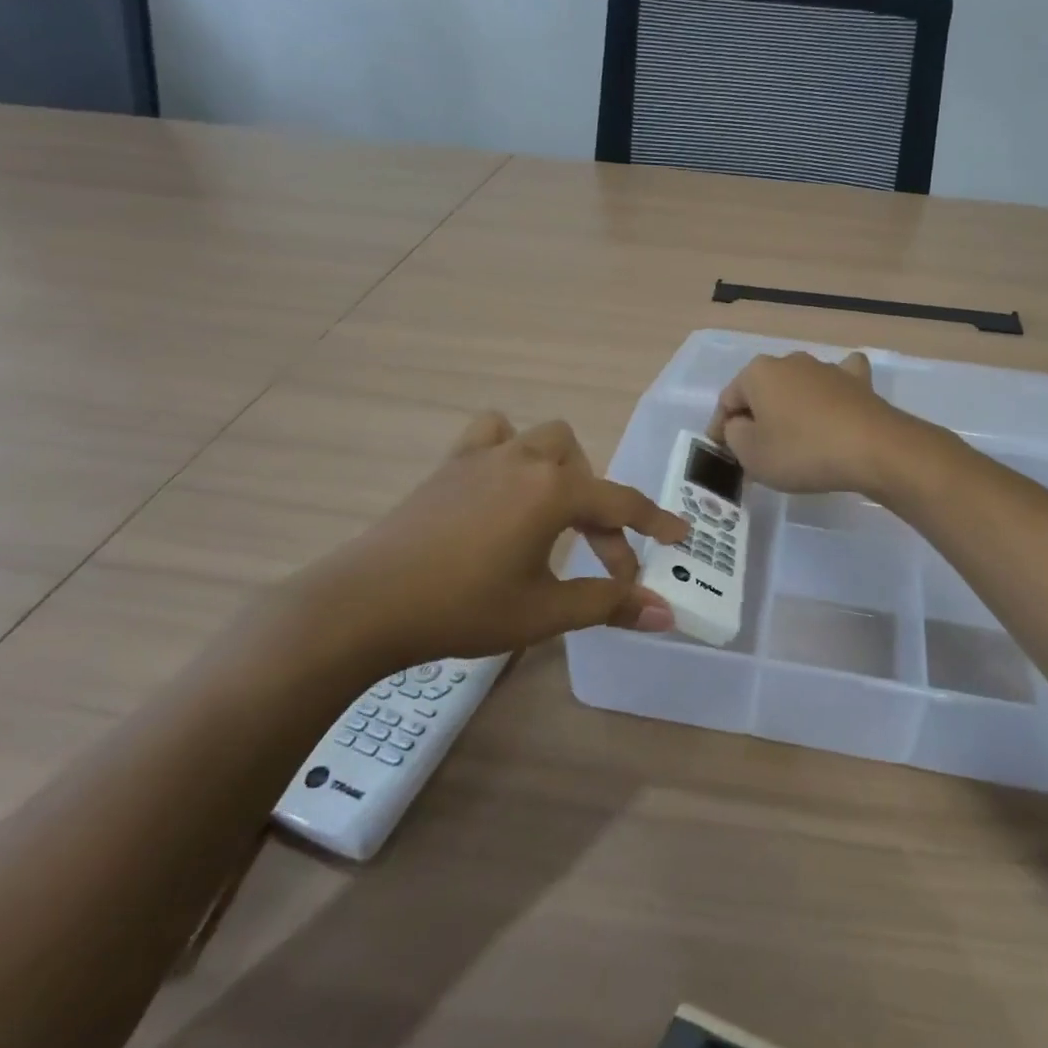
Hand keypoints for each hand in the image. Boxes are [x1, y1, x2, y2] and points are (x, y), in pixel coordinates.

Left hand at [272, 413, 687, 675]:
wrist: (367, 603)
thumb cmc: (464, 608)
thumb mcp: (544, 612)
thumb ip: (609, 605)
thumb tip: (665, 613)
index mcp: (554, 491)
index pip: (622, 503)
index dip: (655, 522)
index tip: (680, 536)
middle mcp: (526, 460)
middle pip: (584, 469)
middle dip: (600, 510)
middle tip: (597, 556)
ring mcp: (484, 456)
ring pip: (543, 438)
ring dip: (561, 469)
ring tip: (554, 510)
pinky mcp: (450, 464)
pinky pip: (491, 434)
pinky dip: (509, 448)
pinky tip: (502, 483)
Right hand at [707, 351, 913, 496]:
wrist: (872, 449)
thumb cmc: (801, 451)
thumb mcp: (751, 454)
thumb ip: (733, 436)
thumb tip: (741, 426)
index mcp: (758, 373)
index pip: (727, 401)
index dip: (720, 431)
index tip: (723, 456)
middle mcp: (790, 361)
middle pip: (762, 393)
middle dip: (756, 419)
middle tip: (756, 454)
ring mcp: (827, 368)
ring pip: (797, 388)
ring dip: (790, 410)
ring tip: (793, 442)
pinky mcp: (858, 381)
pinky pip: (836, 384)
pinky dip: (830, 394)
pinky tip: (833, 405)